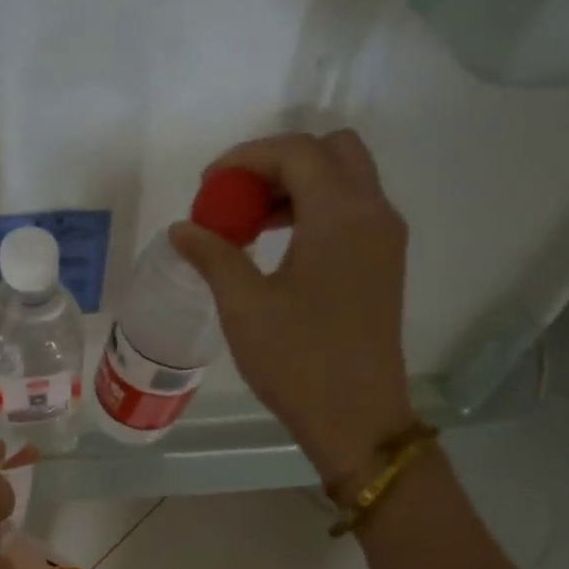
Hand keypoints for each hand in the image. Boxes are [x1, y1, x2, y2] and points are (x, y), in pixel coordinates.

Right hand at [171, 131, 413, 492]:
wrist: (357, 417)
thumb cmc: (297, 361)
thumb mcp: (244, 306)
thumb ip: (213, 256)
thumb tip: (183, 228)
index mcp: (339, 215)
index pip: (295, 152)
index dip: (246, 157)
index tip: (208, 185)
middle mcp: (373, 212)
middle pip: (331, 151)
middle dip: (279, 163)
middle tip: (237, 198)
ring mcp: (385, 239)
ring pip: (346, 180)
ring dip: (298, 186)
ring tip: (250, 226)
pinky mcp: (385, 265)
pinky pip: (353, 212)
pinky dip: (317, 210)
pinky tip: (280, 248)